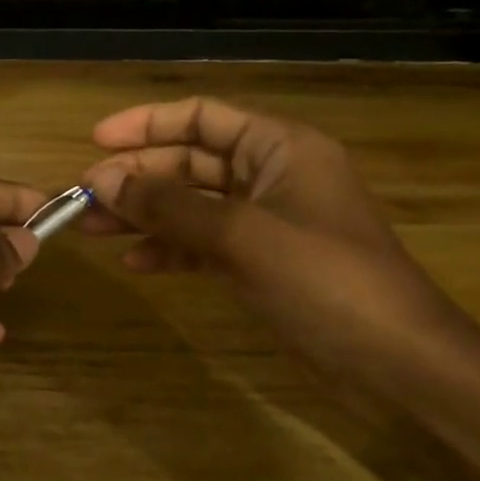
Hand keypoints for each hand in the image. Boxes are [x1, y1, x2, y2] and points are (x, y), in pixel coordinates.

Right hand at [81, 98, 459, 388]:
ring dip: (144, 214)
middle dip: (137, 176)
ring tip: (93, 229)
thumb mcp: (242, 236)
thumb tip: (103, 180)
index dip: (147, 124)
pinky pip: (203, 244)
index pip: (203, 117)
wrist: (396, 363)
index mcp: (281, 147)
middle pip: (190, 162)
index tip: (95, 141)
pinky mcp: (261, 264)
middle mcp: (271, 175)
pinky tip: (136, 263)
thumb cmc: (326, 281)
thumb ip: (170, 206)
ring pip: (191, 205)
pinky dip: (170, 250)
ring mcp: (265, 223)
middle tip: (84, 197)